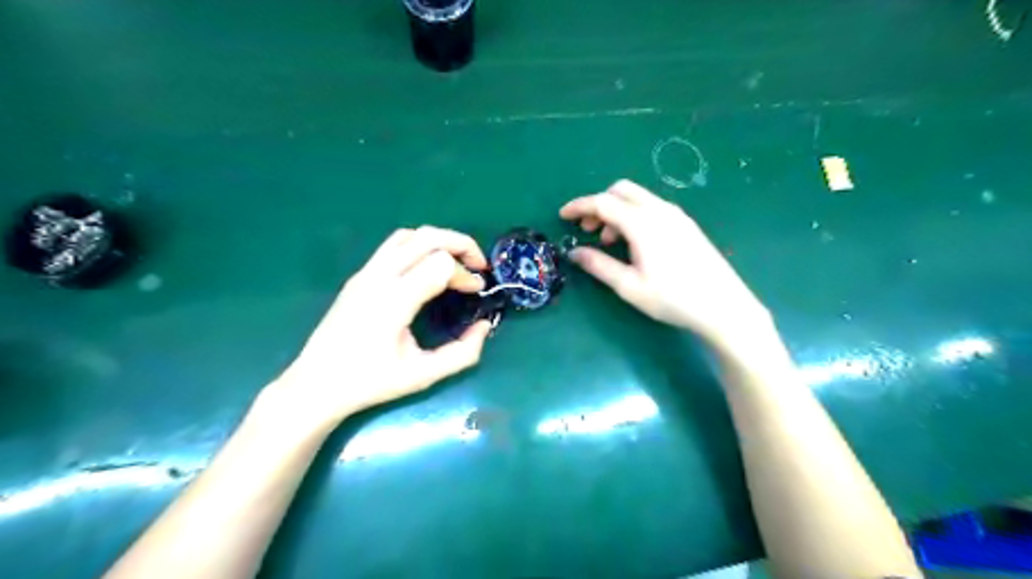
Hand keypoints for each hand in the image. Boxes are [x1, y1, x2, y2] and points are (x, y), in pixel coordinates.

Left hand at [264, 226, 490, 428]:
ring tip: (456, 261)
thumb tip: (484, 326)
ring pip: (409, 234)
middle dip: (461, 244)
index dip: (467, 275)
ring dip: (439, 241)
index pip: (441, 264)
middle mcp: (379, 277)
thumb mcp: (424, 375)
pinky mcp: (359, 276)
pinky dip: (420, 245)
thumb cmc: (370, 382)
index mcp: (394, 300)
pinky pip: (394, 245)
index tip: (477, 292)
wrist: (316, 384)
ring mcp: (365, 273)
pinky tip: (428, 268)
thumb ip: (462, 353)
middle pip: (428, 237)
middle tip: (479, 265)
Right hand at [561, 180, 768, 348]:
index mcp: (642, 223)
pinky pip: (651, 207)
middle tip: (587, 230)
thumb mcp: (629, 286)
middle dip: (598, 205)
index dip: (579, 206)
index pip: (602, 202)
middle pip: (620, 190)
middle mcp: (659, 210)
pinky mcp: (686, 224)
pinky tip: (634, 243)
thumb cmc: (672, 298)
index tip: (563, 216)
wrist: (723, 305)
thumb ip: (598, 265)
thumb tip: (574, 253)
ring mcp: (676, 215)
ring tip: (610, 242)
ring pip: (637, 198)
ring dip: (616, 211)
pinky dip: (633, 216)